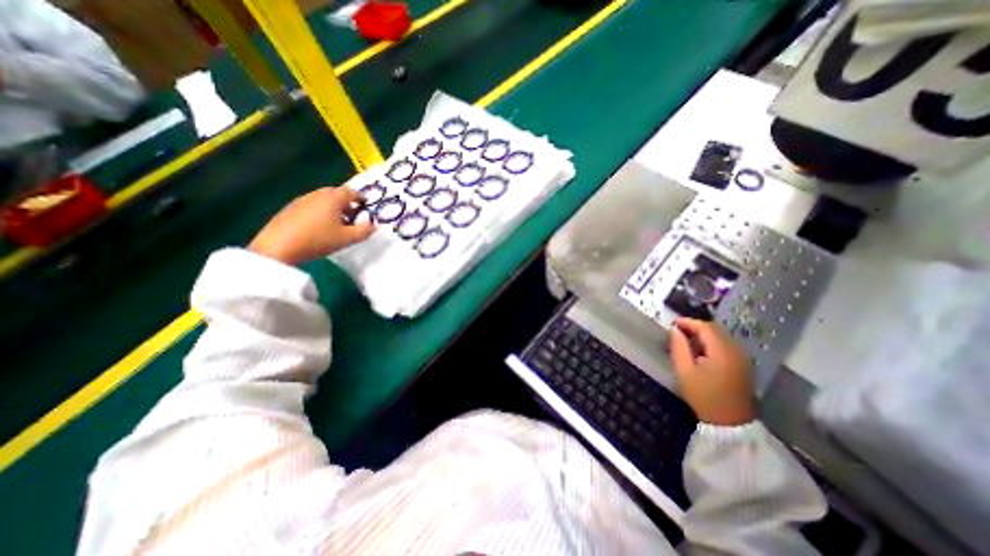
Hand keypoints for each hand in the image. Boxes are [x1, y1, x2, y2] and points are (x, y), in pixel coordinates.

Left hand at [249, 186, 377, 265]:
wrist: (279, 246)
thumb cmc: (318, 239)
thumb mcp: (347, 238)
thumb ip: (364, 231)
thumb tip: (374, 225)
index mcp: (333, 199)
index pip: (350, 192)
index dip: (360, 197)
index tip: (365, 204)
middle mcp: (317, 195)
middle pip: (335, 193)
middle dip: (346, 202)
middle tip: (353, 213)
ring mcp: (302, 200)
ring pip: (322, 199)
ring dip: (333, 207)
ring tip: (337, 222)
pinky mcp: (290, 208)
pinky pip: (311, 205)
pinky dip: (320, 210)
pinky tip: (319, 225)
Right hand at [669, 316, 755, 424]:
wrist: (730, 423)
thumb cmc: (704, 396)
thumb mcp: (684, 371)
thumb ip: (678, 347)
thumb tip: (675, 330)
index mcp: (722, 351)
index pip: (705, 327)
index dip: (688, 322)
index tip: (673, 323)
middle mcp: (736, 351)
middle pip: (715, 330)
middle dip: (696, 327)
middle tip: (678, 331)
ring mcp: (743, 358)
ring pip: (721, 337)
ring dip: (704, 335)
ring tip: (687, 341)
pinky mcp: (743, 365)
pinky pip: (726, 346)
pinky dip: (712, 343)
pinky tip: (701, 352)